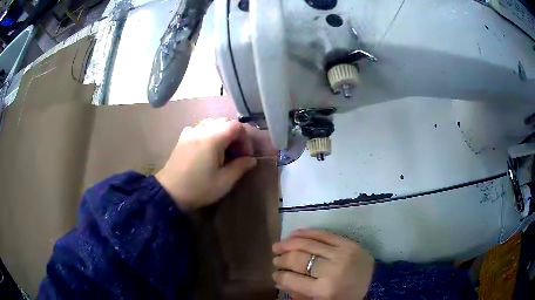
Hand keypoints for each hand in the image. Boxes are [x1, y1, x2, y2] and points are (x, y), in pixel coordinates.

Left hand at [155, 118, 256, 209]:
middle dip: (235, 135)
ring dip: (221, 133)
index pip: (236, 126)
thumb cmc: (199, 188)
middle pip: (224, 122)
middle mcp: (202, 130)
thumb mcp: (224, 181)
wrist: (170, 192)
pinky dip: (207, 134)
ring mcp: (190, 133)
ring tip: (222, 151)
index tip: (246, 155)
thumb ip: (240, 167)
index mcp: (213, 138)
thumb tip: (251, 160)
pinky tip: (205, 148)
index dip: (245, 139)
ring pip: (211, 124)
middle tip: (236, 153)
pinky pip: (198, 128)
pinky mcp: (182, 139)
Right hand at [272, 229, 374, 299]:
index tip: (274, 275)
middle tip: (275, 259)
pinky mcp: (348, 243)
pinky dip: (306, 232)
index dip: (279, 276)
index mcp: (324, 290)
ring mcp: (340, 253)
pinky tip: (294, 234)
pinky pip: (323, 233)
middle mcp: (331, 270)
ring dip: (288, 243)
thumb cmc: (347, 297)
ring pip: (308, 243)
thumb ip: (299, 294)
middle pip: (298, 259)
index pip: (291, 279)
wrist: (375, 283)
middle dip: (282, 259)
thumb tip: (279, 282)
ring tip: (278, 246)